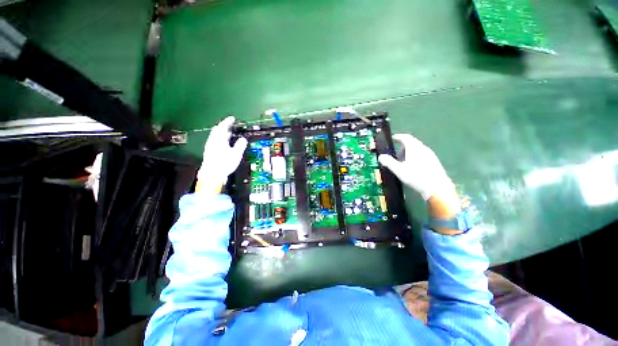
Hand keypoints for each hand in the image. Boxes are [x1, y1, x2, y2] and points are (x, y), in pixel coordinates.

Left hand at [196, 116, 247, 193]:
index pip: (223, 127)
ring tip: (229, 133)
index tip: (232, 118)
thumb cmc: (224, 163)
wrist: (212, 174)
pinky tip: (224, 143)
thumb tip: (243, 139)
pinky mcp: (209, 152)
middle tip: (230, 125)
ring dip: (222, 133)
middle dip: (224, 126)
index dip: (228, 121)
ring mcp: (210, 146)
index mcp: (219, 139)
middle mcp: (213, 141)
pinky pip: (215, 141)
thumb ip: (240, 145)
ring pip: (215, 136)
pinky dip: (220, 139)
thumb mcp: (236, 154)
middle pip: (217, 130)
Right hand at [378, 134, 453, 200]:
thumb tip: (381, 156)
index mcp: (414, 148)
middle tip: (396, 152)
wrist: (437, 187)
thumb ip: (389, 162)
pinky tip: (413, 166)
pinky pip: (422, 154)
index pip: (406, 137)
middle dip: (403, 145)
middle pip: (412, 142)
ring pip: (418, 149)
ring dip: (410, 151)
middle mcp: (423, 149)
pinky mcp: (434, 161)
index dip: (398, 137)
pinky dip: (416, 156)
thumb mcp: (399, 170)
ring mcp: (430, 155)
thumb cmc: (416, 177)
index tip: (393, 138)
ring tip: (403, 160)